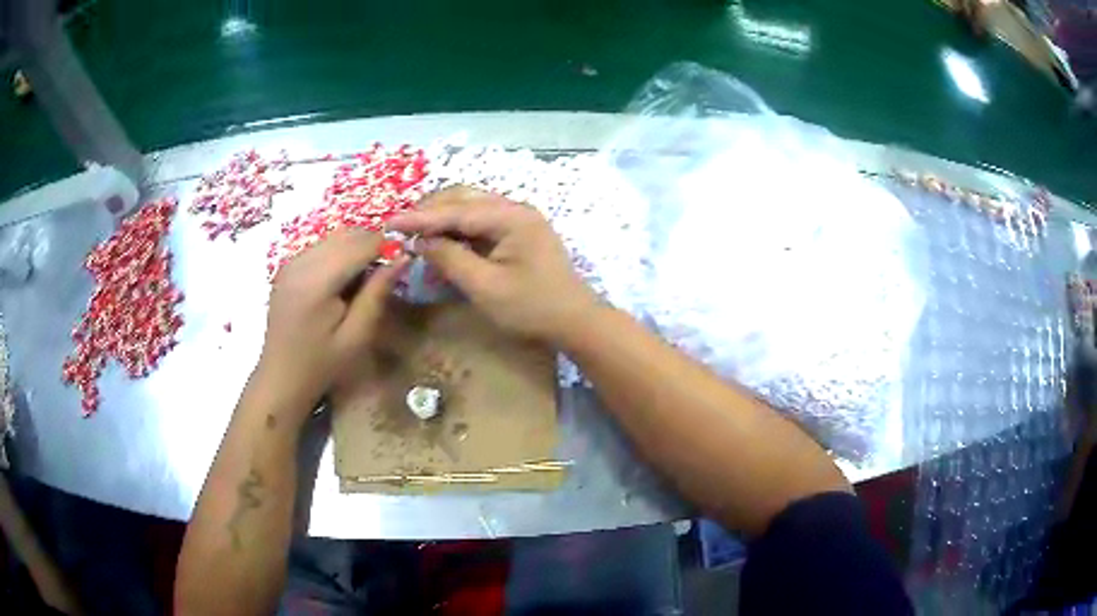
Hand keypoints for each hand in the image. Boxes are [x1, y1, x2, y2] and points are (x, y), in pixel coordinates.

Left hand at [255, 229, 405, 422]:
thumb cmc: (322, 364)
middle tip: (385, 273)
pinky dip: (338, 254)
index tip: (402, 263)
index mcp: (317, 281)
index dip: (387, 247)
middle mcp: (301, 262)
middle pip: (347, 235)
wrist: (281, 377)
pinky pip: (321, 247)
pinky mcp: (288, 266)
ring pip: (334, 237)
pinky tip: (342, 282)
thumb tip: (403, 258)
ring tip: (364, 280)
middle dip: (371, 246)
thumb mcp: (357, 335)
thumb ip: (377, 293)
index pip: (361, 244)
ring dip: (355, 249)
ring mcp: (291, 262)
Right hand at [388, 186, 597, 341]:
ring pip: (471, 207)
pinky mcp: (518, 232)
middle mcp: (515, 208)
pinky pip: (481, 222)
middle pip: (464, 198)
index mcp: (511, 217)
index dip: (420, 217)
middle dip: (430, 211)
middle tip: (401, 227)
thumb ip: (450, 259)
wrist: (575, 321)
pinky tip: (441, 241)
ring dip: (443, 218)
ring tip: (416, 233)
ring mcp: (519, 219)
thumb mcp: (485, 287)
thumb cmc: (532, 308)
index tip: (390, 222)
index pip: (456, 210)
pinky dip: (458, 229)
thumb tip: (421, 241)